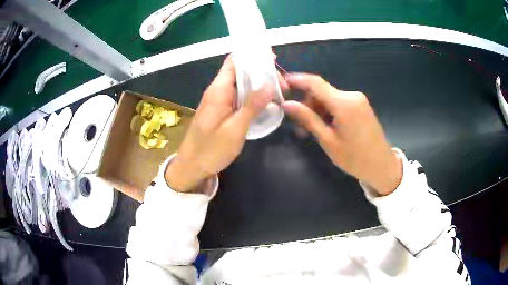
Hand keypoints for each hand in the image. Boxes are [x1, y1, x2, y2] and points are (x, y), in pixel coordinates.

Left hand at [165, 55, 280, 191]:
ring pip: (240, 84)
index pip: (234, 61)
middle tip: (282, 85)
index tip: (273, 60)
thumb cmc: (211, 150)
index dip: (252, 56)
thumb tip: (269, 84)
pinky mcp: (220, 110)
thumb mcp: (235, 129)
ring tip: (279, 92)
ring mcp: (218, 101)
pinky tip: (265, 103)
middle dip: (261, 72)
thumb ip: (251, 106)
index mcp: (218, 90)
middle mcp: (217, 91)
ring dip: (258, 85)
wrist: (192, 167)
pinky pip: (237, 96)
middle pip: (240, 71)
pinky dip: (252, 96)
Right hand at [282, 74, 401, 195]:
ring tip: (313, 131)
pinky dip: (329, 111)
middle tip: (300, 127)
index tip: (282, 82)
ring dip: (318, 110)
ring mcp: (358, 100)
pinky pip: (339, 103)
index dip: (297, 80)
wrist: (381, 166)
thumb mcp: (328, 140)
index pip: (315, 83)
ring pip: (330, 98)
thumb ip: (308, 119)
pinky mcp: (361, 105)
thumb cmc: (354, 158)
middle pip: (322, 92)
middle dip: (308, 105)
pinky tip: (327, 126)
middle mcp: (352, 95)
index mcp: (344, 103)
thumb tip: (287, 104)